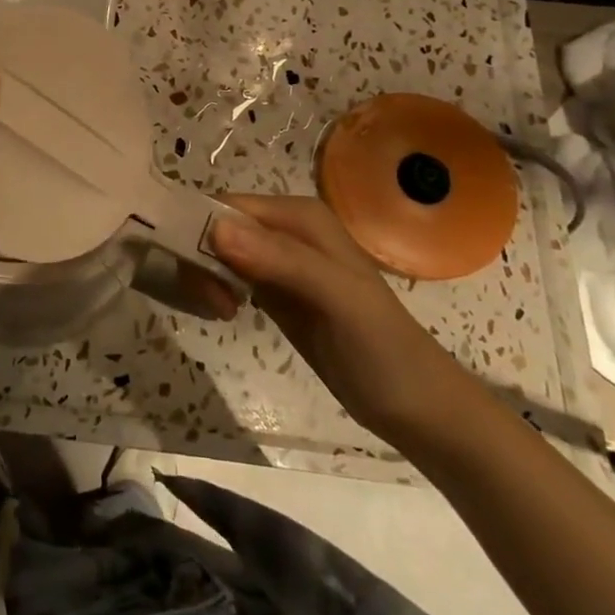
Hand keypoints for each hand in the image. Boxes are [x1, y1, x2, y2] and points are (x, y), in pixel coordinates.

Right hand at [212, 194, 476, 444]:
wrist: (418, 409)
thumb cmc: (382, 348)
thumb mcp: (337, 298)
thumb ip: (281, 261)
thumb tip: (215, 231)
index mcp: (299, 215)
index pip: (227, 206)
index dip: (201, 232)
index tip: (196, 276)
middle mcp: (285, 229)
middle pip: (217, 226)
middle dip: (201, 258)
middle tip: (214, 303)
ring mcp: (278, 261)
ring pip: (217, 251)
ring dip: (205, 276)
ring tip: (221, 311)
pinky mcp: (273, 290)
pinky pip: (228, 274)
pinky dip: (215, 289)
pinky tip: (223, 312)